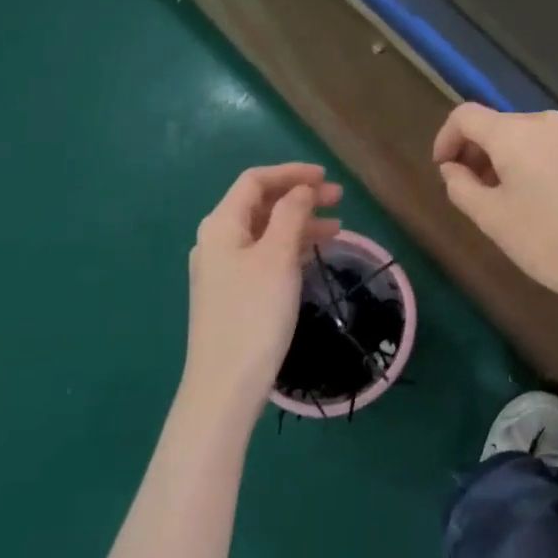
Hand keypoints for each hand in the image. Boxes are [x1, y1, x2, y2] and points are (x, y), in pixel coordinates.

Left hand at [182, 163, 341, 419]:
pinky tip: (315, 254)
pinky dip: (291, 248)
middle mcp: (218, 241)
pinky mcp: (234, 293)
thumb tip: (301, 190)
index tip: (327, 178)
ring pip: (266, 232)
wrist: (226, 383)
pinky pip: (265, 256)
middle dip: (300, 197)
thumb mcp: (278, 257)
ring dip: (300, 223)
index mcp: (222, 225)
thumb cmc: (254, 313)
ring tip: (337, 228)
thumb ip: (291, 215)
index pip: (256, 181)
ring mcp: (224, 269)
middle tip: (339, 199)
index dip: (291, 173)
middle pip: (261, 205)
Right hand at [432, 104, 557, 305]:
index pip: (465, 115)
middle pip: (494, 124)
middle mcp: (543, 123)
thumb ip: (461, 186)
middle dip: (473, 153)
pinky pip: (543, 148)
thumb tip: (452, 169)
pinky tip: (531, 200)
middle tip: (467, 191)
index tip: (443, 171)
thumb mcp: (491, 218)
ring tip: (497, 200)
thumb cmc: (546, 240)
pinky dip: (525, 164)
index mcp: (515, 133)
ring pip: (519, 137)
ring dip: (499, 160)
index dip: (445, 139)